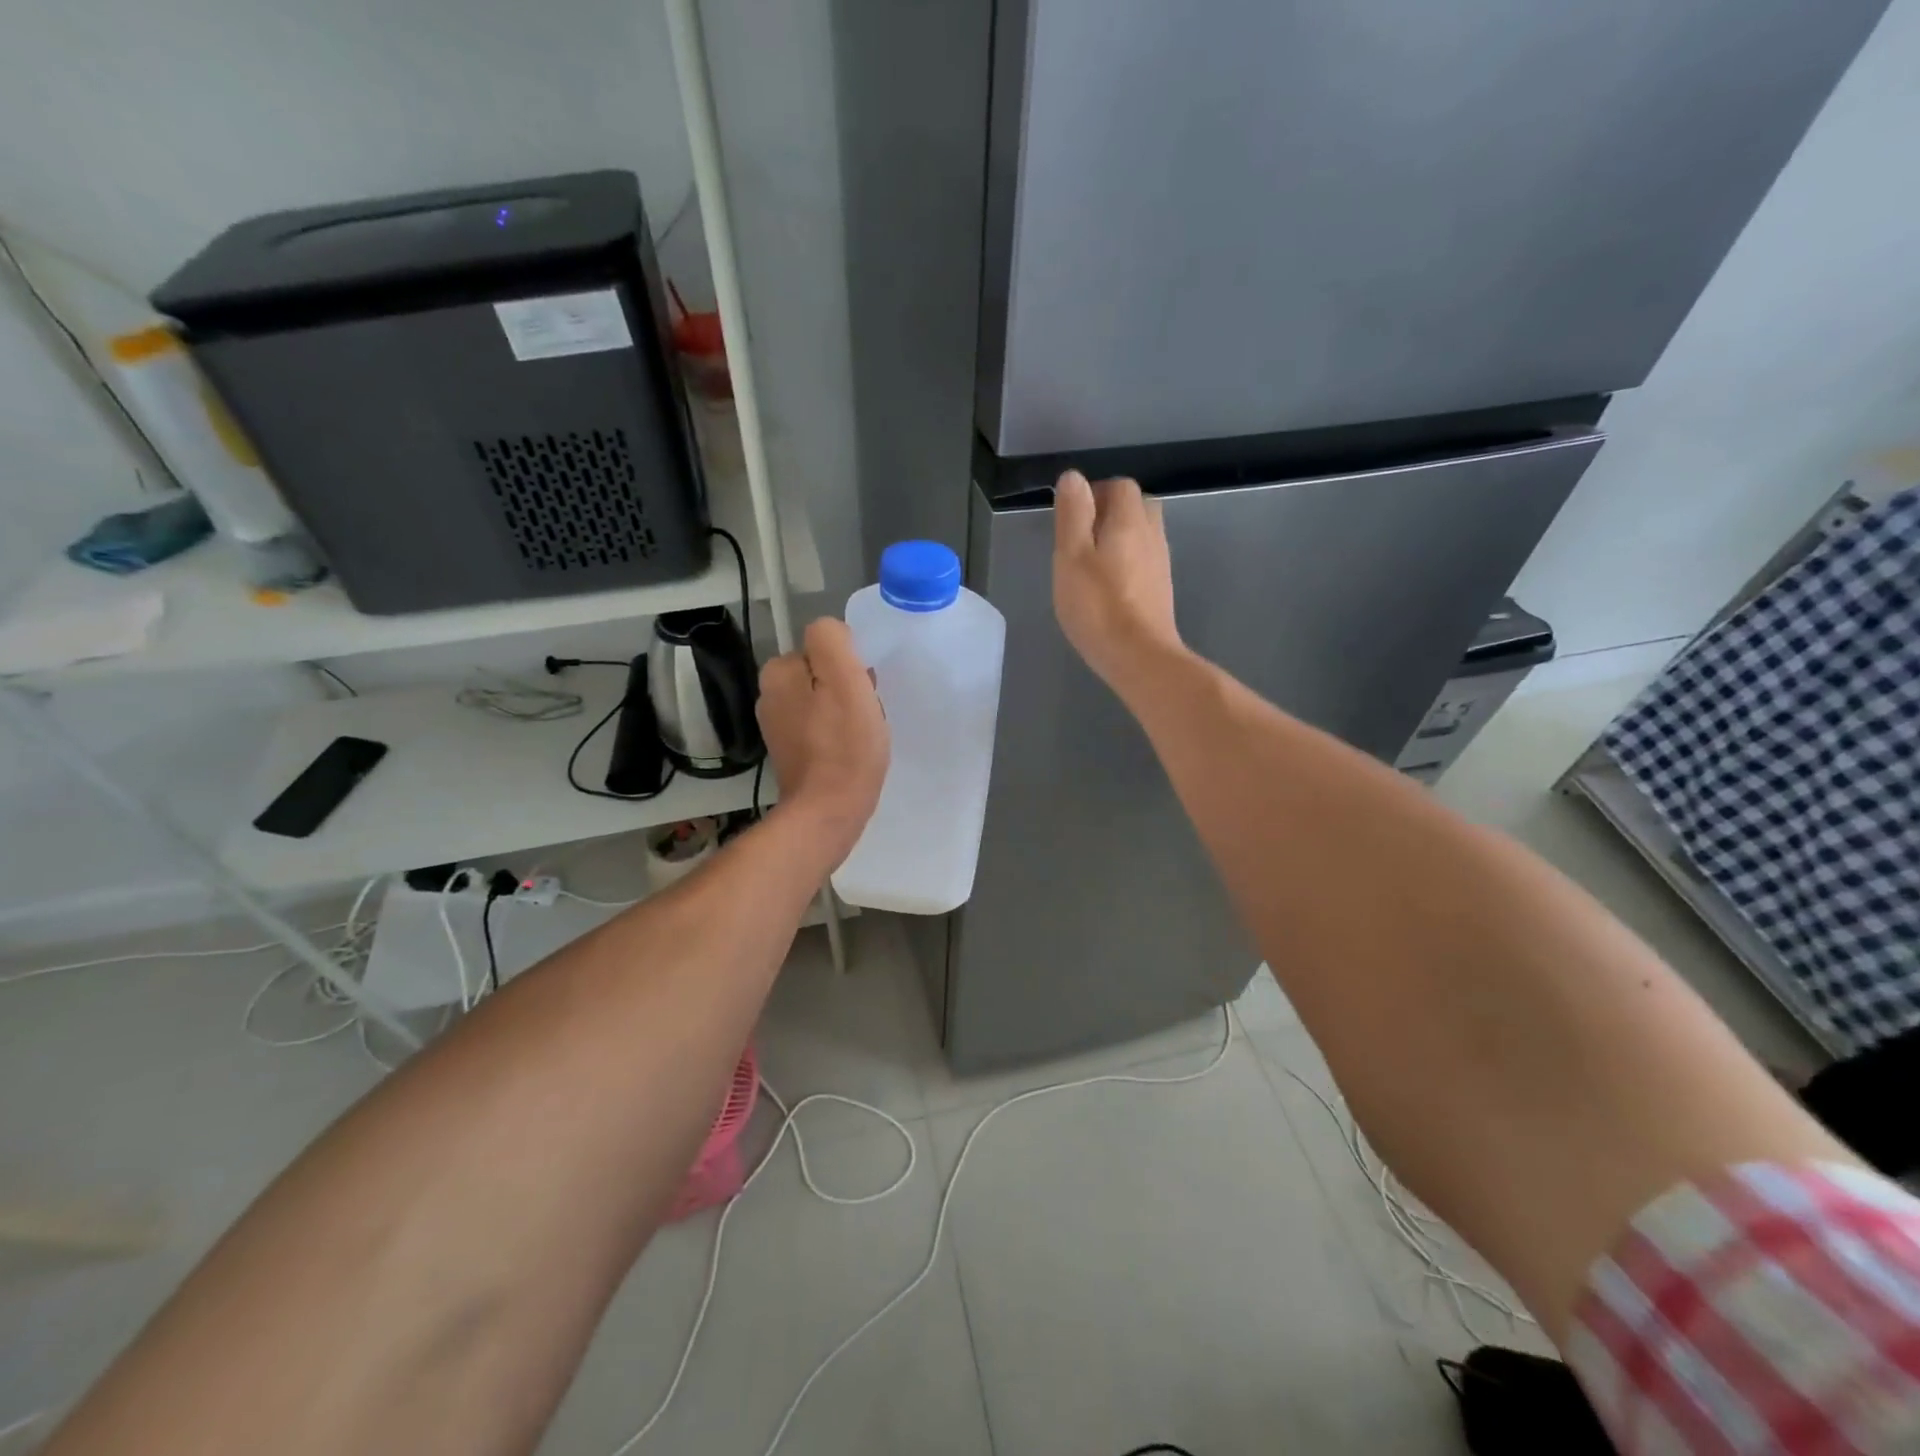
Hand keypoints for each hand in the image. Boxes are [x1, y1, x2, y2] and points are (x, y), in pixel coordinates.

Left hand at [756, 618, 889, 862]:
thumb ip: (832, 640)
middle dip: (848, 688)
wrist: (828, 813)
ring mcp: (778, 727)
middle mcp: (770, 695)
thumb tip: (832, 634)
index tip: (864, 691)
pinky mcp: (791, 753)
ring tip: (862, 736)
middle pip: (824, 675)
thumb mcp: (845, 678)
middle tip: (866, 715)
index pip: (825, 648)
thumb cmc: (844, 745)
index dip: (851, 666)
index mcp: (778, 672)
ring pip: (824, 702)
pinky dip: (839, 736)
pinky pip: (822, 729)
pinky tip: (852, 752)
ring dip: (846, 712)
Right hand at [1052, 470, 1182, 692]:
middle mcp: (1152, 535)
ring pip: (1142, 535)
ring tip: (1090, 563)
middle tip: (1081, 537)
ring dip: (1119, 539)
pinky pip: (1144, 561)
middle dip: (1110, 513)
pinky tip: (1108, 587)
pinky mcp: (1161, 591)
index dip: (1096, 492)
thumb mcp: (1072, 556)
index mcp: (1129, 521)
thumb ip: (1073, 514)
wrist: (1139, 656)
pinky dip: (1127, 562)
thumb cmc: (1098, 606)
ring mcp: (1161, 564)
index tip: (1072, 515)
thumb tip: (1074, 477)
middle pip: (1137, 508)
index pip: (1121, 486)